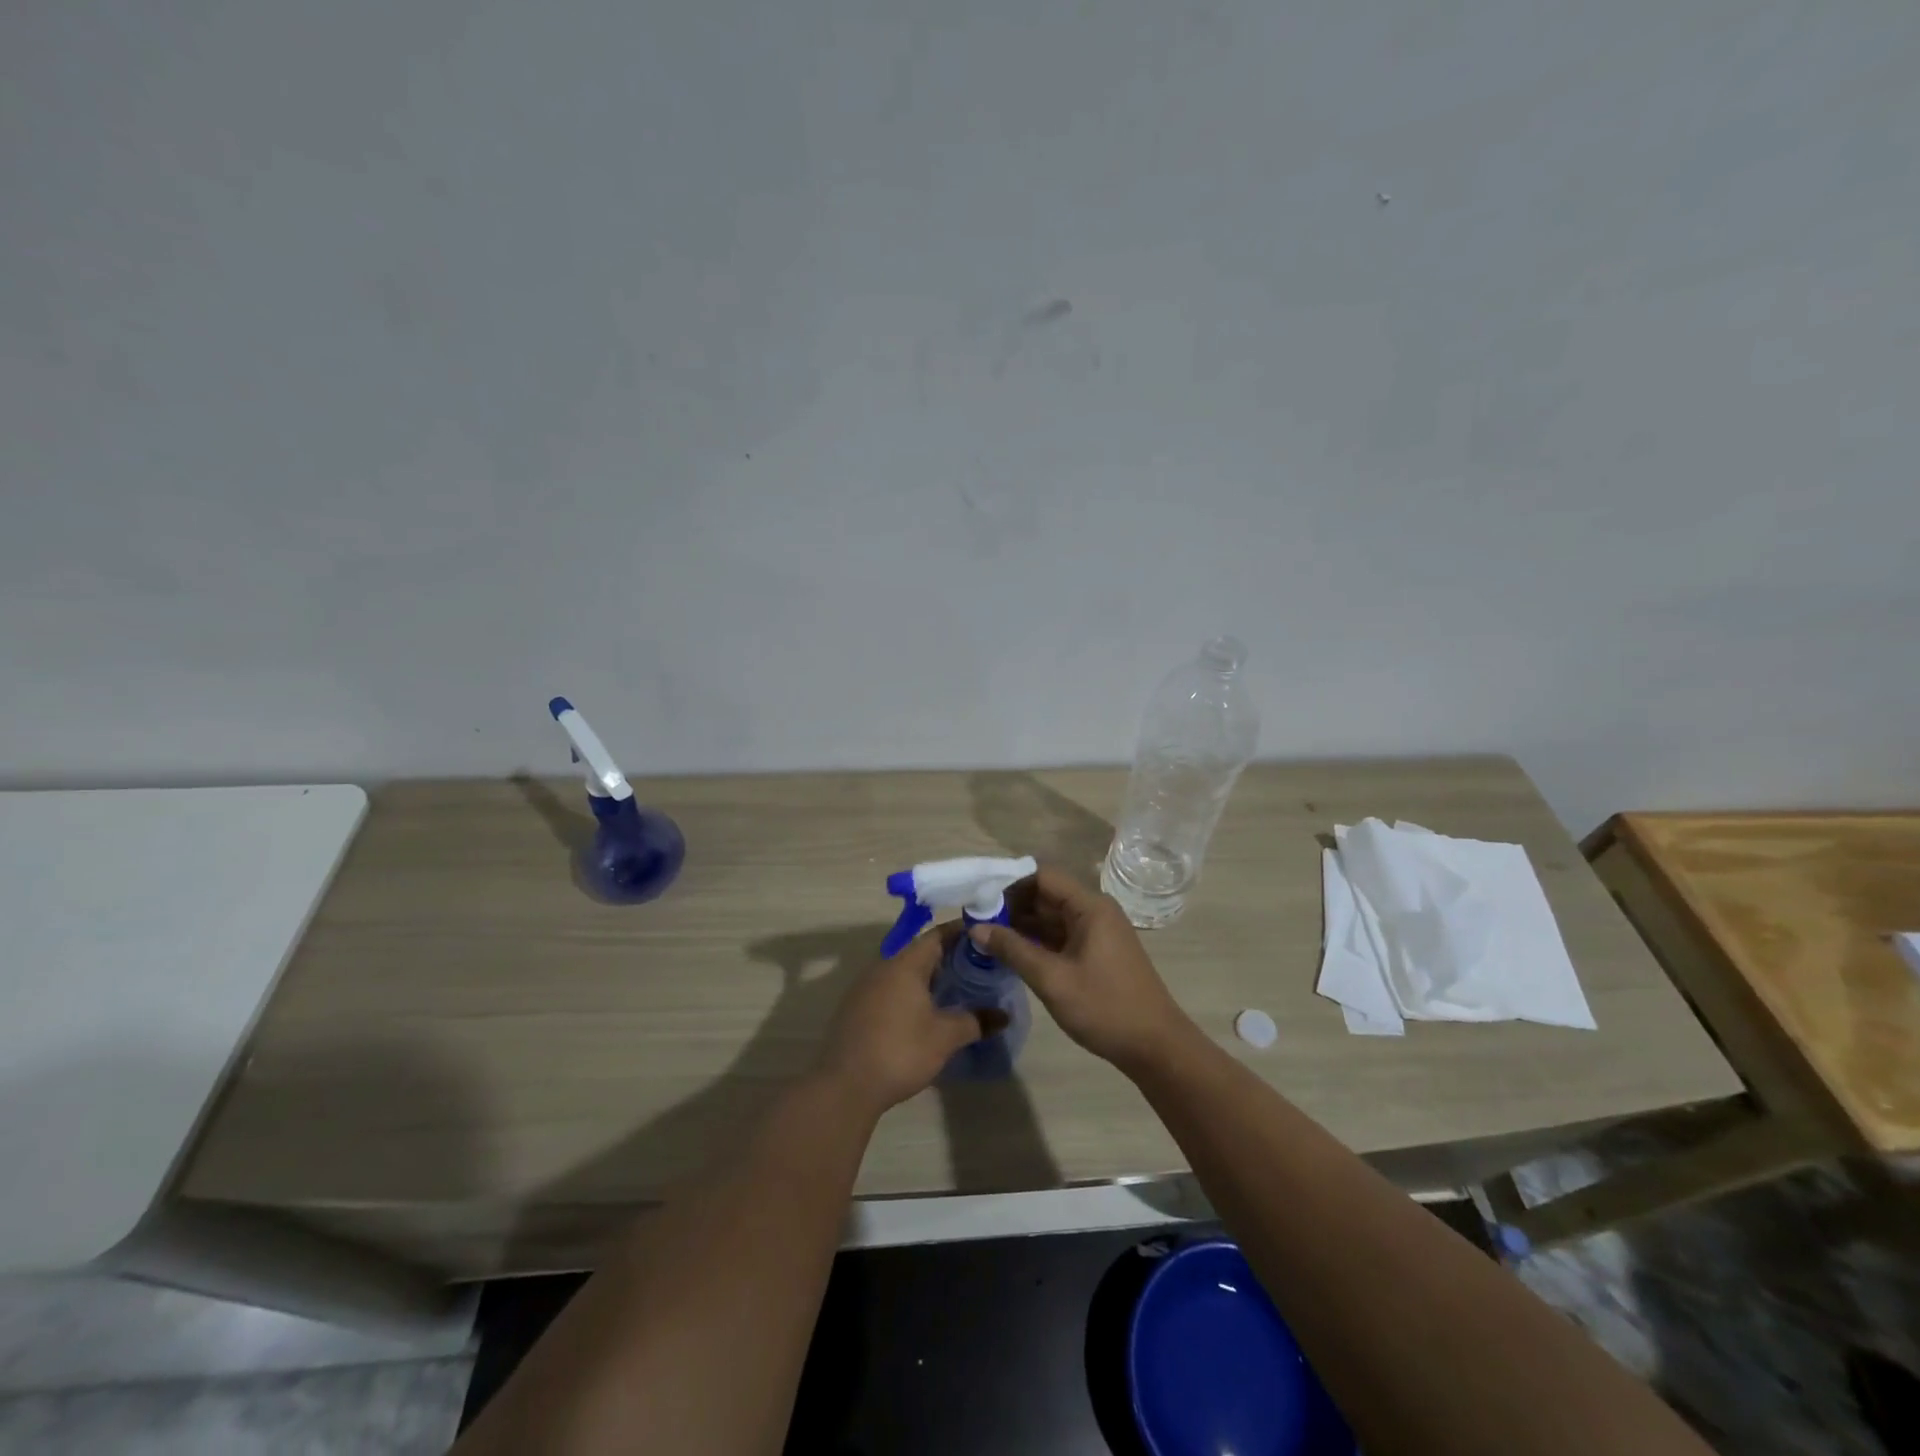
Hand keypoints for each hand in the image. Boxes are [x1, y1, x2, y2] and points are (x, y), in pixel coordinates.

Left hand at [815, 930, 1005, 1114]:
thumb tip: (1003, 1016)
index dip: (961, 933)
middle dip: (948, 958)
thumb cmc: (900, 1051)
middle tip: (977, 969)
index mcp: (905, 964)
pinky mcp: (856, 1009)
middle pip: (920, 952)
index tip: (984, 938)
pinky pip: (890, 990)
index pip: (937, 935)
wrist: (844, 1085)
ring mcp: (865, 988)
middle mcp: (883, 967)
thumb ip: (976, 1021)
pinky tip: (924, 1014)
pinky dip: (910, 994)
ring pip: (904, 973)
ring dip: (928, 978)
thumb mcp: (945, 1037)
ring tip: (955, 992)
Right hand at [969, 867, 1198, 1074]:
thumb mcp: (1052, 979)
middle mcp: (1094, 911)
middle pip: (1046, 896)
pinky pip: (1060, 936)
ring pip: (1051, 918)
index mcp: (1089, 907)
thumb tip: (976, 928)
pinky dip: (1036, 942)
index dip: (1010, 885)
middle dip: (1011, 907)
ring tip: (986, 939)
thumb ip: (1013, 950)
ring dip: (1021, 926)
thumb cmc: (1104, 1007)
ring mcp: (1096, 932)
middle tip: (976, 923)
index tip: (980, 901)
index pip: (1042, 877)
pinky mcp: (1096, 952)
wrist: (1154, 1046)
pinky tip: (1011, 954)